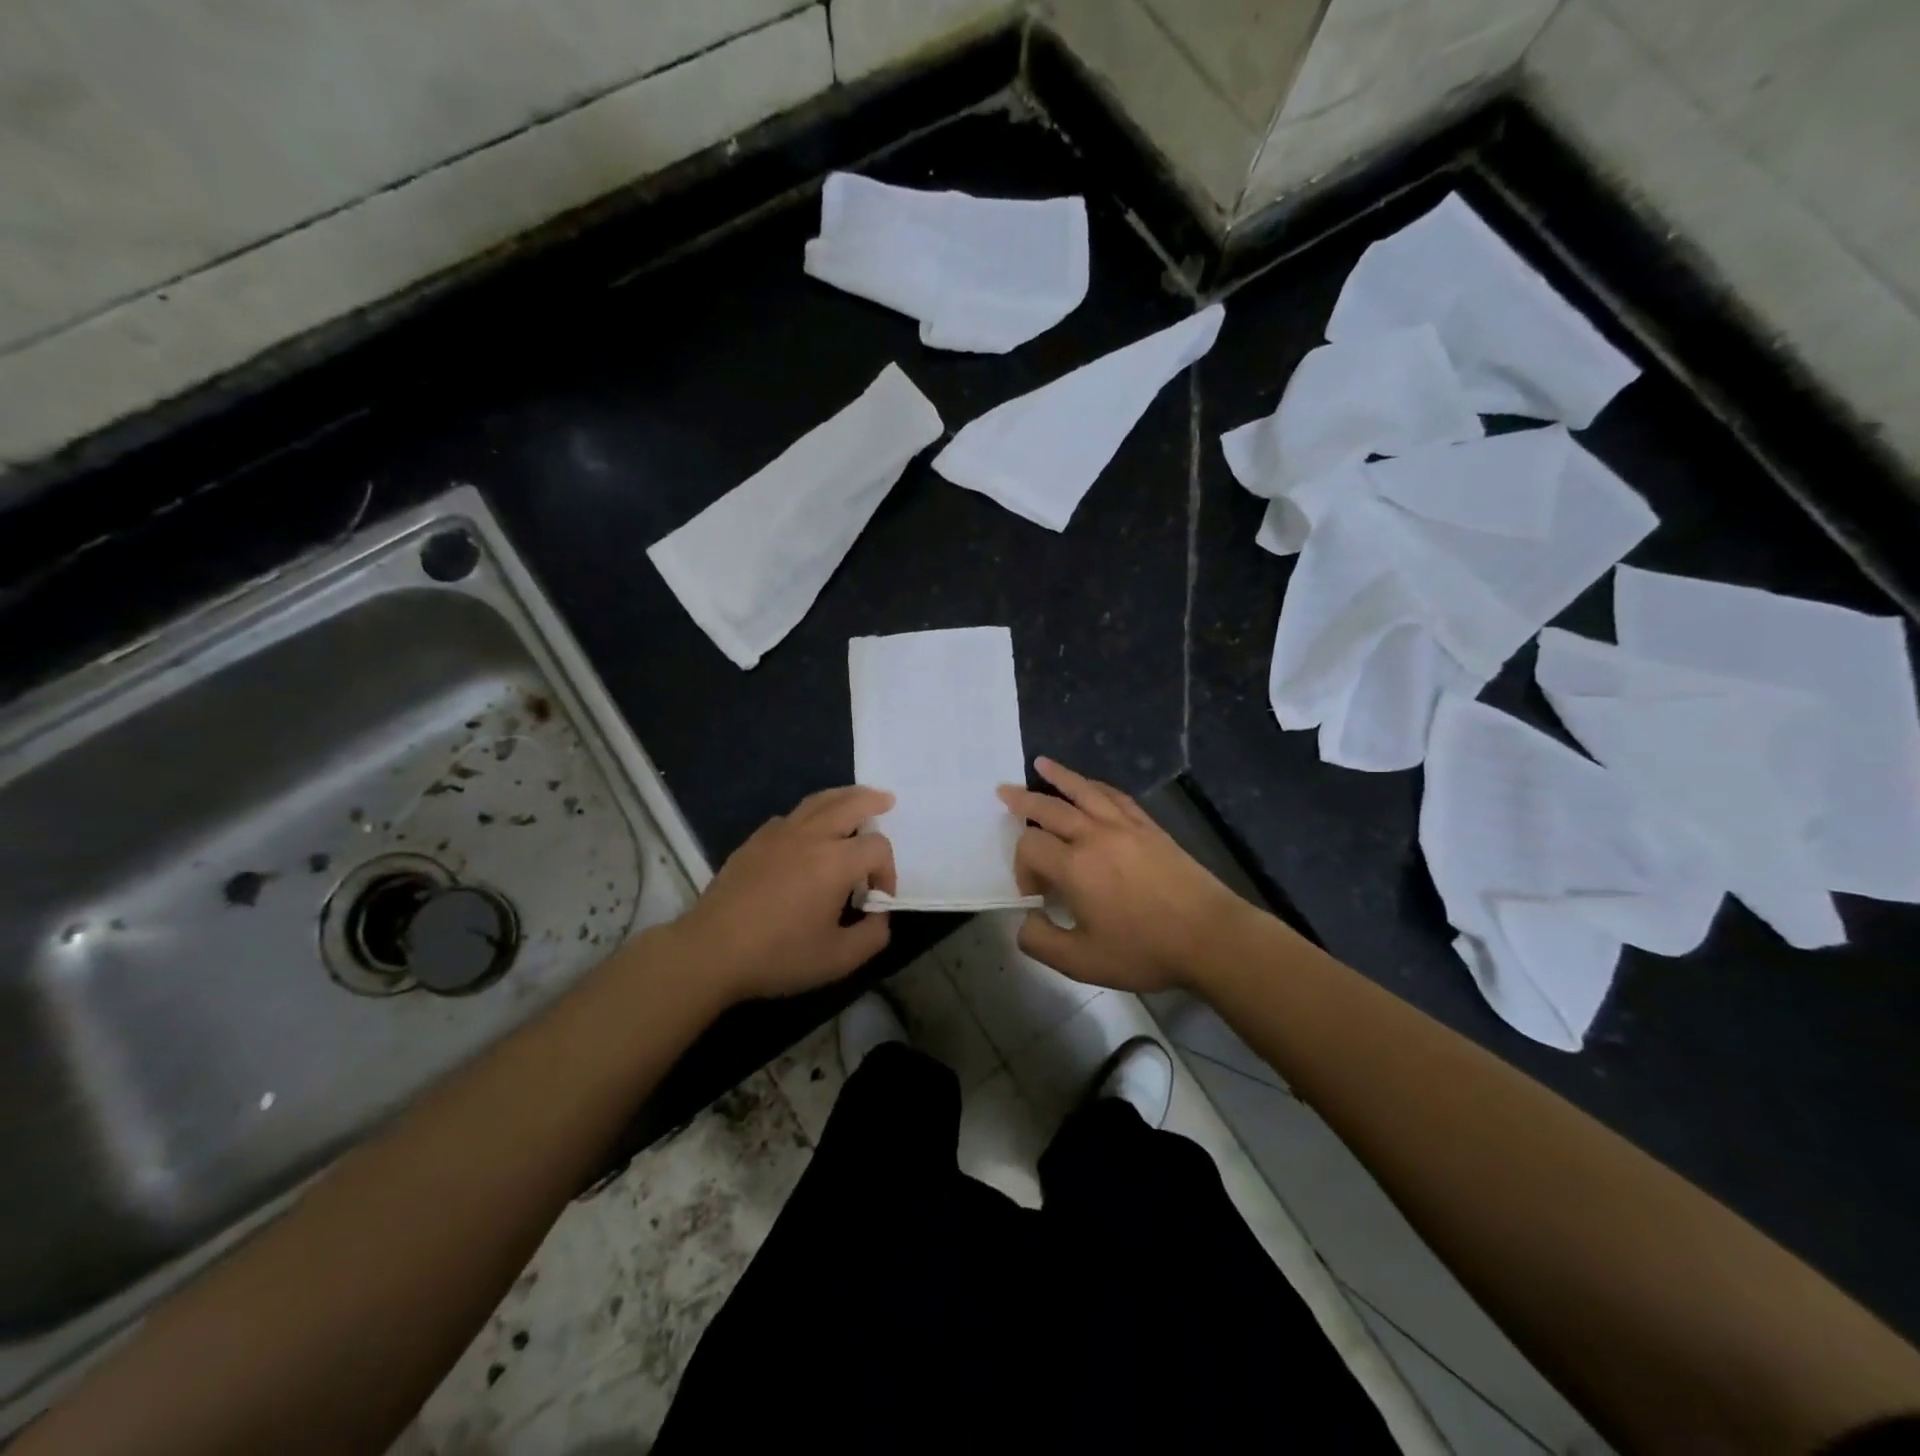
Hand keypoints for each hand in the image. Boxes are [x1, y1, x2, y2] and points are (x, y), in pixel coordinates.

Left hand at [669, 786, 896, 1002]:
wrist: (711, 951)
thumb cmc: (778, 955)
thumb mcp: (838, 959)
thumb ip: (873, 936)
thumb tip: (880, 916)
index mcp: (836, 862)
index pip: (877, 848)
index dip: (887, 870)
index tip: (878, 898)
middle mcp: (811, 837)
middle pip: (850, 803)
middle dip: (872, 801)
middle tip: (886, 800)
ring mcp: (779, 834)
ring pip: (817, 801)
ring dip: (842, 796)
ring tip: (855, 798)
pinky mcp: (754, 841)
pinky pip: (789, 816)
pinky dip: (809, 815)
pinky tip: (808, 830)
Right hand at [998, 758, 1251, 992]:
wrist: (1209, 937)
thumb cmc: (1144, 950)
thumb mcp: (1081, 962)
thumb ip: (1040, 941)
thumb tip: (1025, 921)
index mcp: (1074, 867)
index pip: (1030, 846)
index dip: (1022, 865)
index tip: (1035, 895)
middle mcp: (1094, 836)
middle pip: (1050, 807)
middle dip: (1023, 800)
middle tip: (1003, 791)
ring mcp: (1125, 827)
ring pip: (1083, 791)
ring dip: (1059, 776)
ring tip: (1040, 763)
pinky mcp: (1149, 827)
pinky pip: (1116, 796)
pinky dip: (1096, 786)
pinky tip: (1091, 786)